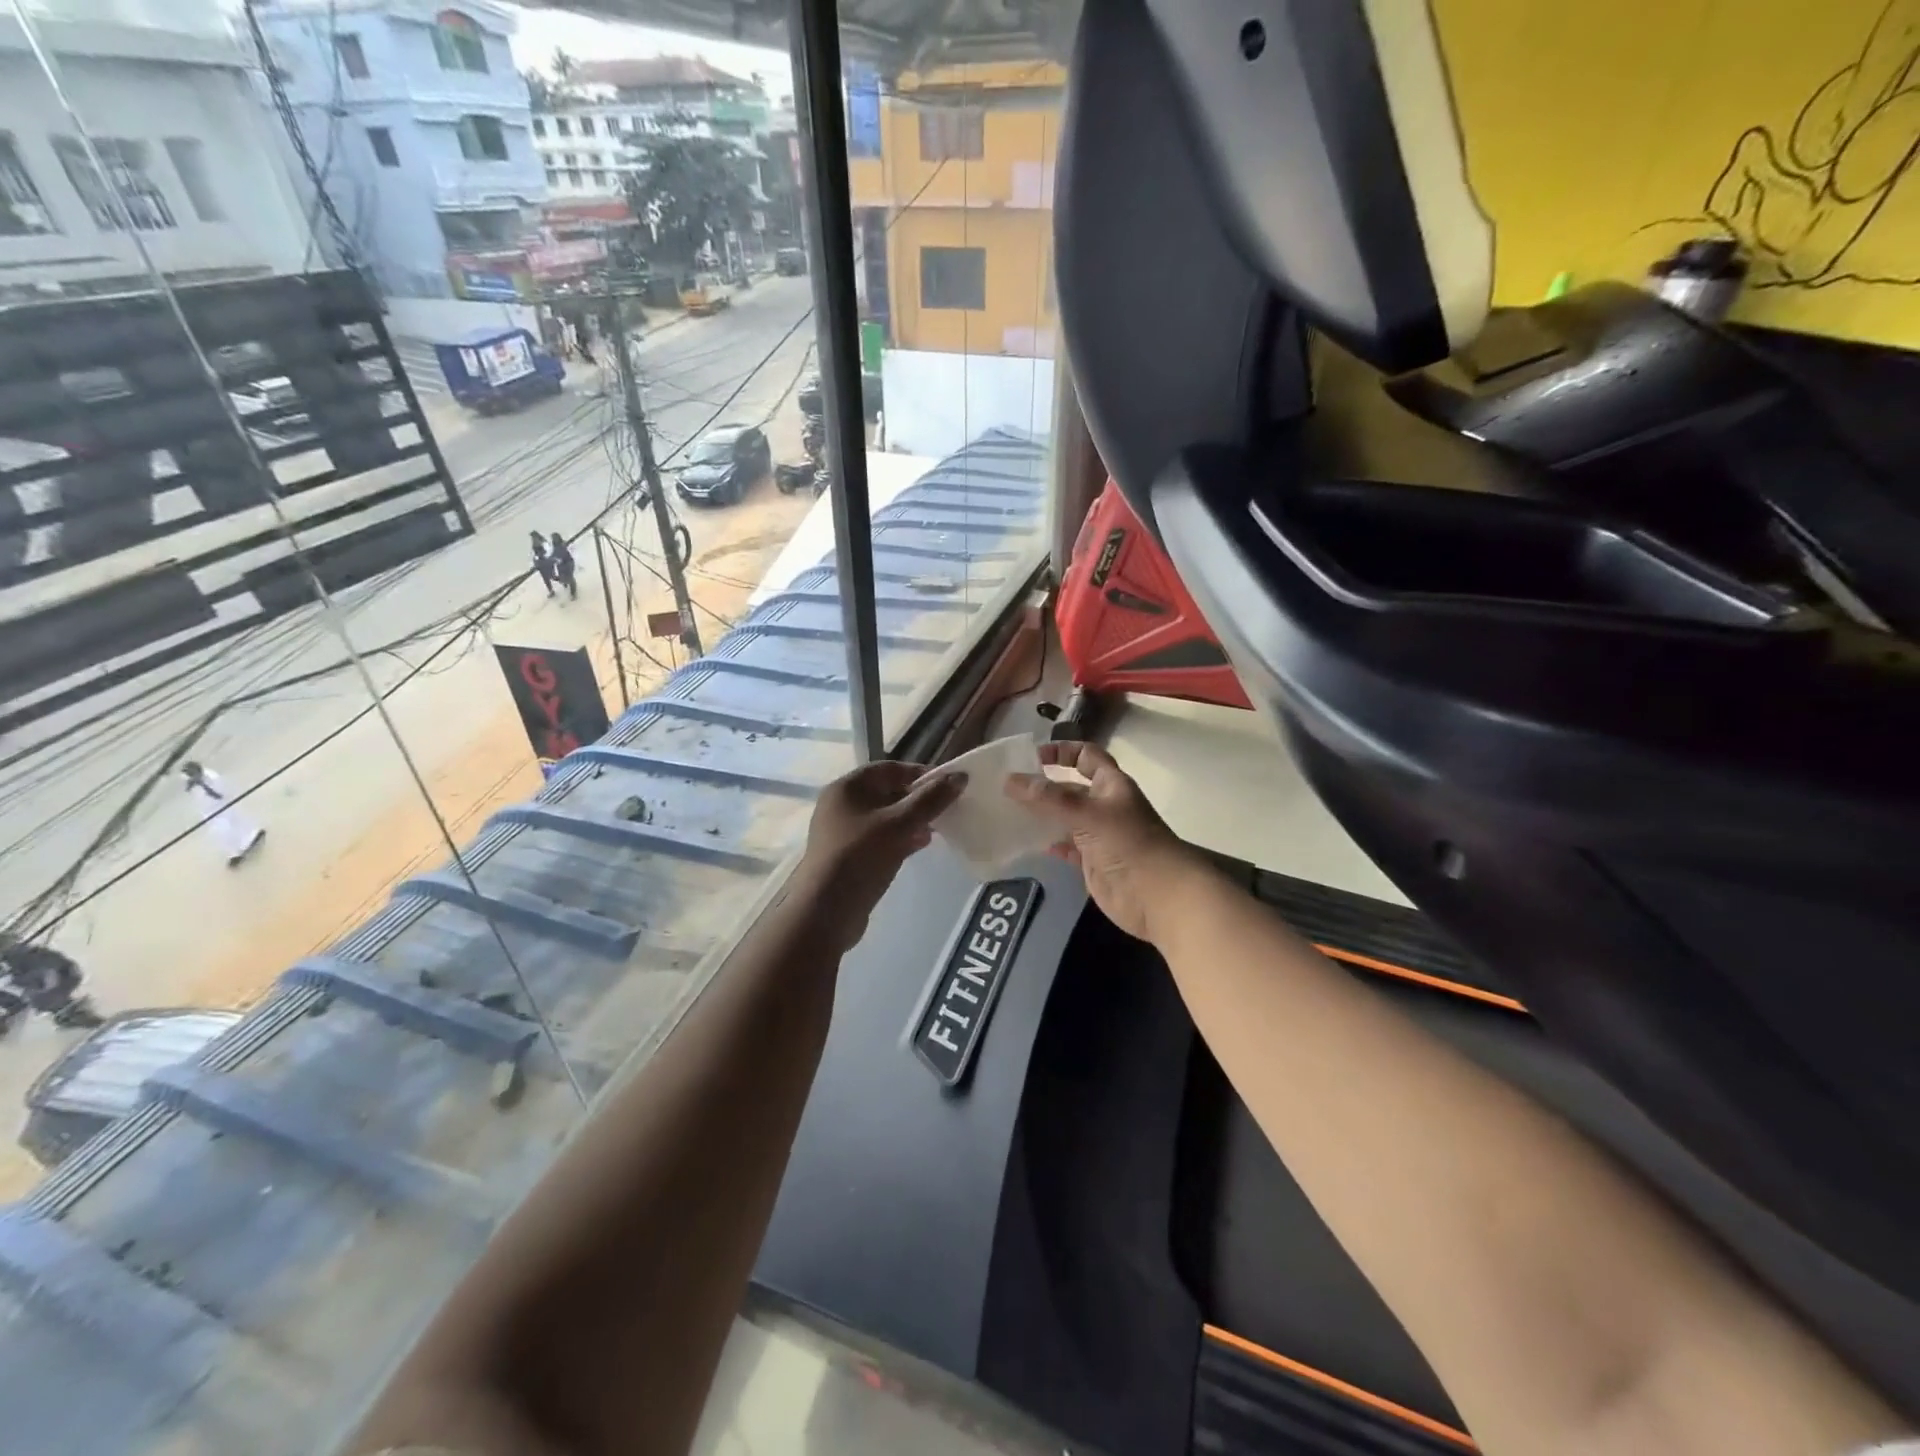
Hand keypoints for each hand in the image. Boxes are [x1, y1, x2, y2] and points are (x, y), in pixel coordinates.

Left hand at [798, 760, 966, 951]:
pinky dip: (901, 838)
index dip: (920, 773)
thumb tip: (960, 776)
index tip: (948, 785)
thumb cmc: (861, 856)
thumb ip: (931, 799)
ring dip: (912, 821)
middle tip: (947, 808)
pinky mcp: (849, 857)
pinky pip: (880, 839)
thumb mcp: (900, 824)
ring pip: (885, 818)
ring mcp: (843, 832)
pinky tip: (921, 846)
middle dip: (918, 799)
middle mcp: (841, 805)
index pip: (889, 769)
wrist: (826, 912)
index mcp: (847, 788)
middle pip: (887, 792)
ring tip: (938, 829)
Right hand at [1005, 742, 1197, 941]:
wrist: (1158, 896)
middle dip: (1043, 786)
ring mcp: (1098, 835)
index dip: (1062, 751)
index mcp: (1111, 785)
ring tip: (1008, 812)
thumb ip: (1049, 798)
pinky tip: (1028, 842)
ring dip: (1041, 815)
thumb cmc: (1129, 844)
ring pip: (1065, 818)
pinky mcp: (1092, 862)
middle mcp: (1104, 806)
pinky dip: (1049, 843)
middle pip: (1070, 788)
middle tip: (1005, 788)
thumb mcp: (1088, 814)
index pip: (1086, 756)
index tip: (1032, 757)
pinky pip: (1066, 846)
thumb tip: (1010, 780)